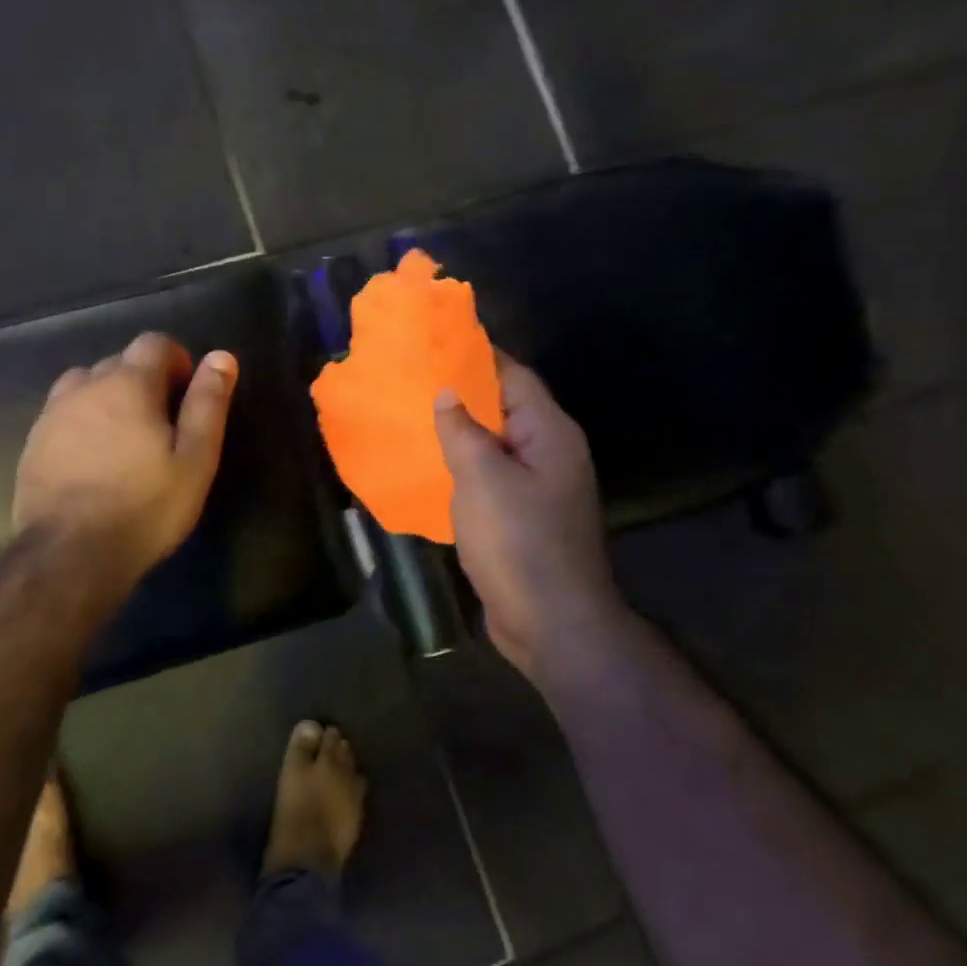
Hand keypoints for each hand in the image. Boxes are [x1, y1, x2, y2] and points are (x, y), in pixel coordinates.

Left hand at [15, 333, 237, 591]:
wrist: (69, 555)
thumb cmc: (145, 507)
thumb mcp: (195, 458)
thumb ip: (208, 403)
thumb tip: (221, 357)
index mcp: (129, 383)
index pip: (154, 342)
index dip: (177, 360)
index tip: (187, 393)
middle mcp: (86, 386)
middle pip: (119, 361)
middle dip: (145, 380)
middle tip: (163, 424)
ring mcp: (53, 413)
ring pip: (86, 384)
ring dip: (109, 397)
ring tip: (125, 437)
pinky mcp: (32, 442)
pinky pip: (63, 414)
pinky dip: (83, 421)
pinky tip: (93, 459)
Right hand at [434, 354, 624, 678]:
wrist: (552, 624)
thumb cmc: (519, 542)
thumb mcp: (483, 479)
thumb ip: (463, 431)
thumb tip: (449, 393)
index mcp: (550, 433)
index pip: (514, 376)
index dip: (479, 355)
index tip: (437, 341)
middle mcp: (550, 453)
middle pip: (505, 409)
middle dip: (463, 394)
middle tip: (414, 378)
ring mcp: (539, 489)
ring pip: (495, 446)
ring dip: (460, 433)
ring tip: (414, 416)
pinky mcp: (523, 518)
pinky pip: (491, 479)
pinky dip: (463, 469)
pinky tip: (431, 467)